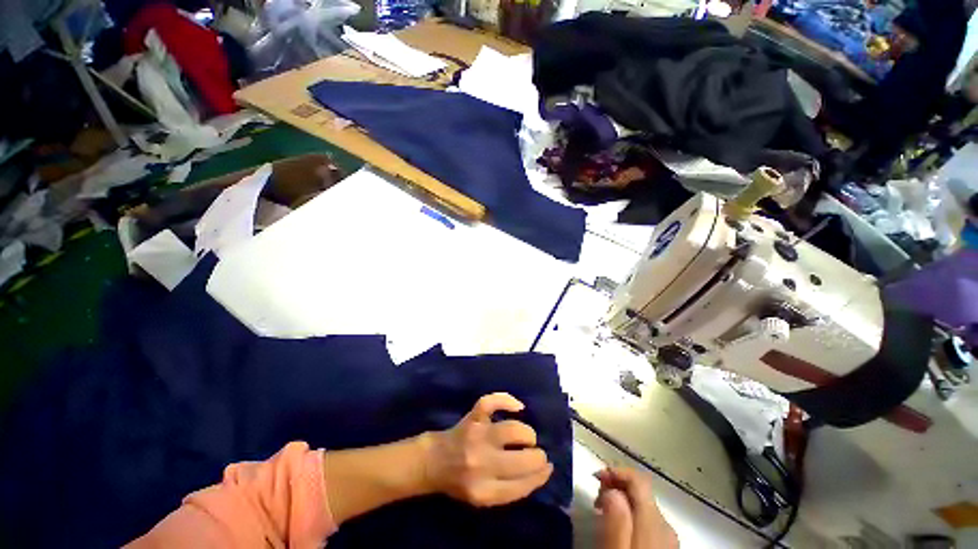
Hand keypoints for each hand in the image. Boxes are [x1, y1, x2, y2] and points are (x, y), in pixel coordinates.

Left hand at [421, 393, 553, 506]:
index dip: (540, 476)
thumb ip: (511, 489)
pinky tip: (518, 406)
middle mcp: (481, 463)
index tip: (547, 467)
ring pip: (513, 430)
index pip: (522, 485)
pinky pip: (492, 402)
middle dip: (537, 456)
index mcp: (483, 491)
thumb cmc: (461, 481)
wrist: (434, 462)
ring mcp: (476, 436)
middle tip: (538, 453)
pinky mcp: (472, 417)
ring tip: (528, 437)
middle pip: (522, 459)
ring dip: (527, 434)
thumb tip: (541, 471)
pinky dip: (507, 400)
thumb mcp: (484, 498)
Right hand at [595, 468, 678, 548]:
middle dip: (617, 486)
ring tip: (603, 512)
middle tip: (597, 496)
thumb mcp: (617, 546)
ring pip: (643, 506)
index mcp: (654, 519)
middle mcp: (666, 524)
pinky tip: (619, 527)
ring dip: (622, 501)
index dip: (616, 470)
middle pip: (641, 491)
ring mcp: (669, 537)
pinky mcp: (667, 547)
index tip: (597, 476)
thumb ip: (615, 517)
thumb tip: (611, 488)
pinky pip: (648, 521)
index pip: (638, 478)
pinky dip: (631, 516)